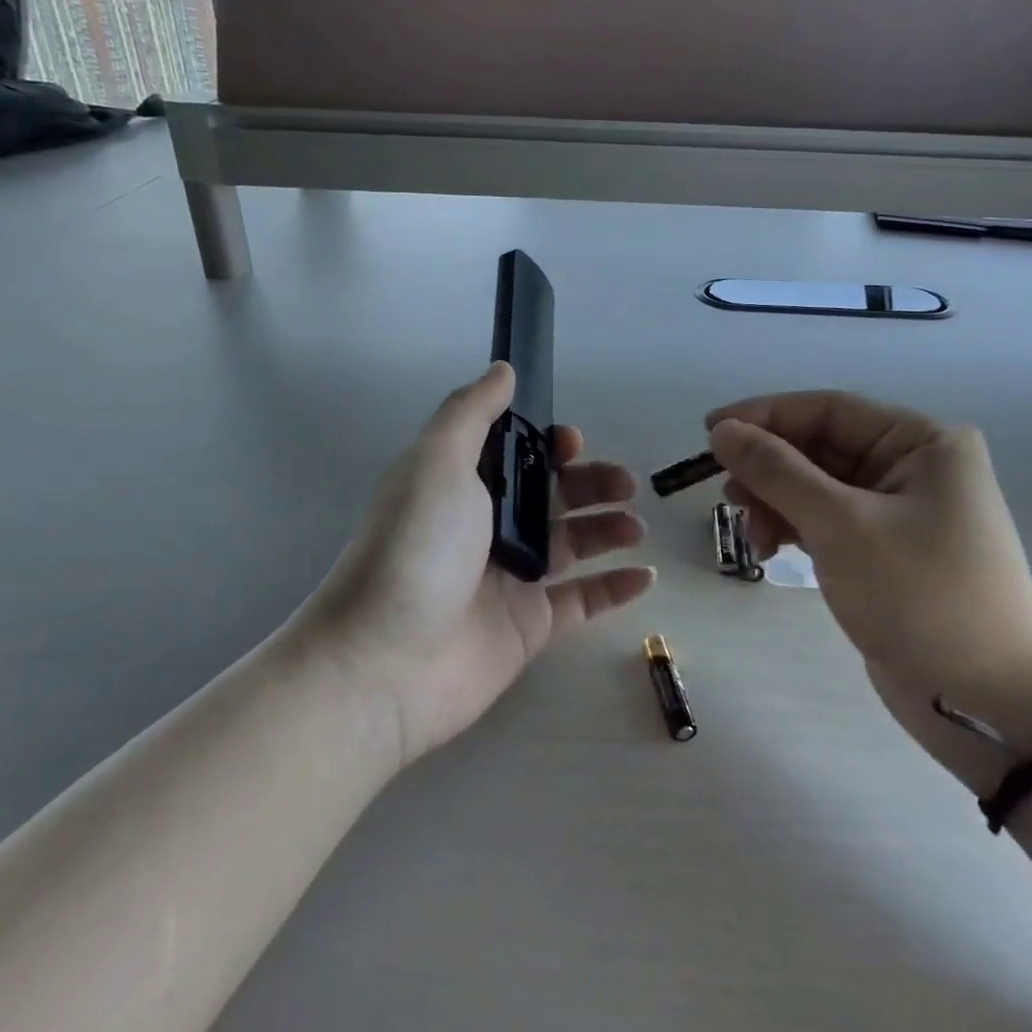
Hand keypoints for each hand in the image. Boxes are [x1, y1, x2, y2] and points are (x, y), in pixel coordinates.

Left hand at [304, 363, 654, 767]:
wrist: (386, 662)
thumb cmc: (416, 548)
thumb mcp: (437, 462)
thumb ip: (471, 412)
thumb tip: (503, 370)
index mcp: (462, 487)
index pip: (514, 455)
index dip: (548, 445)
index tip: (574, 443)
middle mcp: (486, 529)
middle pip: (551, 497)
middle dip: (591, 483)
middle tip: (625, 485)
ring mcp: (510, 580)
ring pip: (572, 545)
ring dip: (609, 530)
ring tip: (637, 528)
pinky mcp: (529, 627)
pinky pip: (581, 601)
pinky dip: (614, 588)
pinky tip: (644, 576)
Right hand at [707, 393, 1031, 794]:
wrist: (989, 703)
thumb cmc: (921, 597)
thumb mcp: (841, 525)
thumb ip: (776, 472)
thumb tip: (722, 431)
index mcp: (921, 442)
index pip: (827, 409)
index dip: (764, 416)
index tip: (709, 433)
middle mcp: (913, 466)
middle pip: (819, 446)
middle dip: (768, 468)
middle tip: (726, 495)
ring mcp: (899, 511)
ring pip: (816, 486)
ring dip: (775, 502)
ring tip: (749, 532)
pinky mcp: (884, 551)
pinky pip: (825, 521)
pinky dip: (792, 528)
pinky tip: (768, 550)